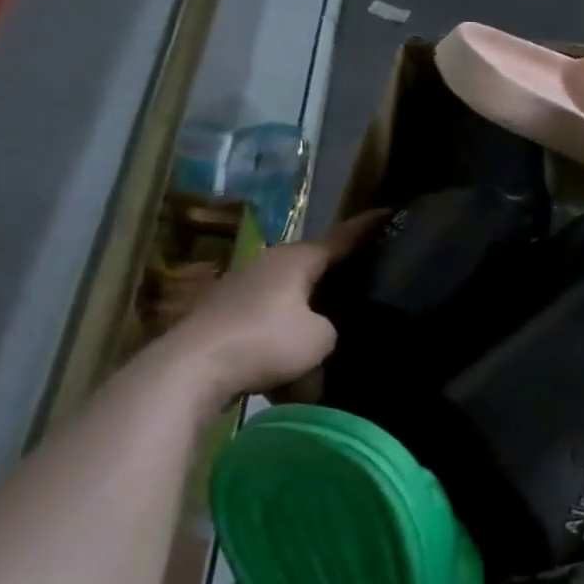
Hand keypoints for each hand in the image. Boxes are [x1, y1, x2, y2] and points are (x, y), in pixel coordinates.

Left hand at [160, 210, 383, 405]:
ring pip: (289, 297)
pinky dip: (282, 337)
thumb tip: (321, 333)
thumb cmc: (266, 341)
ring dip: (307, 315)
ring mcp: (242, 287)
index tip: (391, 213)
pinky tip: (291, 366)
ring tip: (328, 336)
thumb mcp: (321, 338)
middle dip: (338, 276)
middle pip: (314, 266)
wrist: (192, 369)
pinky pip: (267, 322)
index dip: (370, 227)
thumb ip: (332, 329)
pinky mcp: (223, 314)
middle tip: (367, 283)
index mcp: (298, 257)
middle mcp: (269, 262)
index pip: (344, 237)